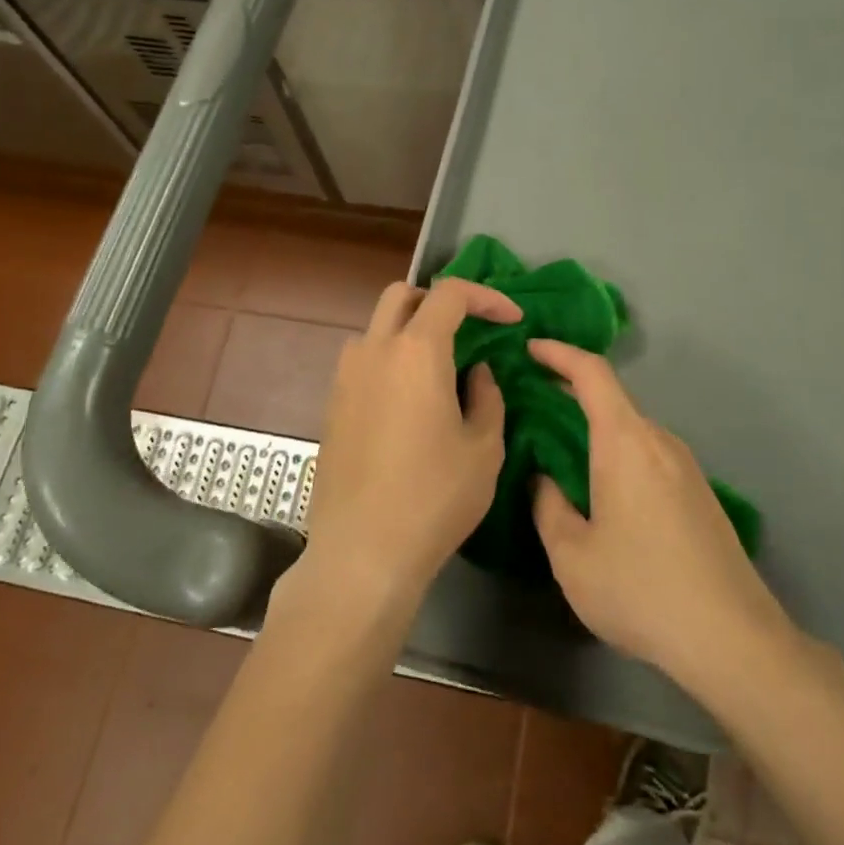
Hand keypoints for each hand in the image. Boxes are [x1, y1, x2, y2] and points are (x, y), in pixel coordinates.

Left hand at [297, 278, 521, 613]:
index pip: (450, 293)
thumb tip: (476, 372)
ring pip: (377, 326)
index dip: (486, 296)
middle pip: (402, 295)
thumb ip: (487, 397)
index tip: (511, 319)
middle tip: (469, 329)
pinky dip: (390, 359)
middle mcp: (374, 350)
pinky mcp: (332, 404)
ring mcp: (345, 376)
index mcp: (416, 351)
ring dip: (410, 330)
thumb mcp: (484, 448)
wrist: (363, 551)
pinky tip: (410, 400)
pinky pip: (363, 360)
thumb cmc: (435, 497)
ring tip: (439, 368)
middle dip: (439, 300)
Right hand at [529, 339, 794, 691]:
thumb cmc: (641, 589)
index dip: (559, 353)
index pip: (592, 373)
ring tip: (557, 444)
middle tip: (529, 401)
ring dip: (593, 425)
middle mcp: (658, 440)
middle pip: (611, 398)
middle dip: (568, 391)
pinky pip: (647, 451)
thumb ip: (547, 506)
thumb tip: (543, 479)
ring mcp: (685, 465)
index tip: (528, 348)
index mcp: (625, 441)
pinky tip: (599, 484)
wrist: (732, 637)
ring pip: (630, 428)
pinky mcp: (698, 491)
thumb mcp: (572, 555)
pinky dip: (615, 449)